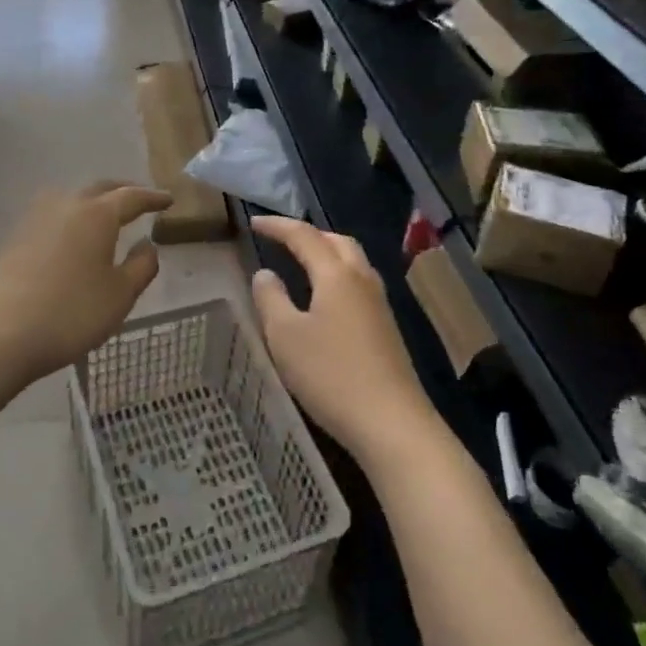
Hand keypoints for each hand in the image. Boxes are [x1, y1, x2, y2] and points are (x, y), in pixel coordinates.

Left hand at [0, 181, 172, 391]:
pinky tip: (72, 239)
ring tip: (105, 216)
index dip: (152, 197)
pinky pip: (52, 217)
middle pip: (100, 189)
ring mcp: (34, 219)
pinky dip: (71, 219)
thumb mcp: (119, 296)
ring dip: (93, 201)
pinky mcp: (14, 238)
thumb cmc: (70, 313)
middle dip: (122, 192)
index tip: (168, 199)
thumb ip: (141, 267)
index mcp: (97, 214)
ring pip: (71, 199)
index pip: (131, 196)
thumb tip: (147, 245)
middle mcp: (66, 205)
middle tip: (140, 200)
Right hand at [250, 217, 439, 468]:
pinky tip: (326, 301)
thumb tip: (265, 274)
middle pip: (337, 242)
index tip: (254, 222)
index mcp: (337, 275)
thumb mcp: (285, 337)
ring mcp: (379, 305)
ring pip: (353, 263)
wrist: (392, 422)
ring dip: (327, 255)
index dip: (278, 226)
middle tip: (282, 239)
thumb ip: (271, 299)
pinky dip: (337, 278)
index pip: (304, 236)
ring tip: (302, 264)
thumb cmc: (331, 375)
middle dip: (309, 235)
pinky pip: (359, 286)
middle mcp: (362, 280)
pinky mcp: (386, 329)